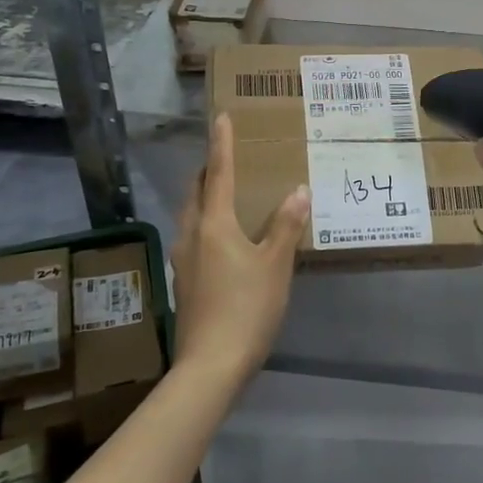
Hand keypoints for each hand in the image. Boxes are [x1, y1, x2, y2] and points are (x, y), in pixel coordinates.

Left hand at [170, 113, 309, 388]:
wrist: (210, 365)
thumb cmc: (246, 308)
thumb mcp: (275, 265)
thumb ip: (286, 225)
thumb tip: (299, 189)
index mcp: (213, 224)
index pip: (218, 173)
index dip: (222, 144)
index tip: (221, 117)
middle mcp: (192, 234)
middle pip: (196, 191)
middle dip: (209, 171)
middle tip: (229, 158)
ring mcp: (183, 260)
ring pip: (192, 215)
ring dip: (206, 197)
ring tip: (228, 194)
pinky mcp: (185, 281)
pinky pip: (195, 237)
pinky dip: (208, 223)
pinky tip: (226, 239)